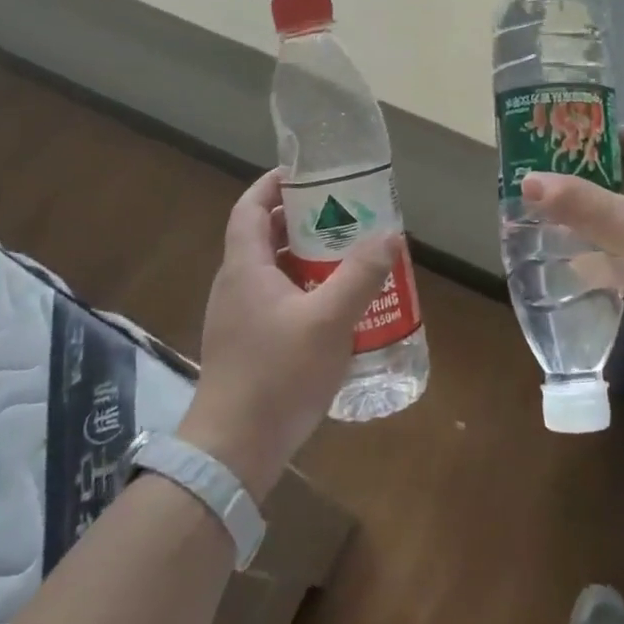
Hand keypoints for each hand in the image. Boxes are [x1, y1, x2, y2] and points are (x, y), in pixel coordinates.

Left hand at [179, 170, 399, 500]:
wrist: (233, 451)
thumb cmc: (277, 375)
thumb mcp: (329, 321)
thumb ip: (361, 275)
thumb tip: (390, 234)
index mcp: (245, 268)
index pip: (249, 208)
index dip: (273, 184)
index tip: (306, 173)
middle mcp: (236, 285)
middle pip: (263, 236)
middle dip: (301, 219)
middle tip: (342, 213)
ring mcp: (238, 317)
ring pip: (272, 270)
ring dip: (305, 256)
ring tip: (347, 254)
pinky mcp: (247, 344)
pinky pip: (276, 299)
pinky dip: (303, 288)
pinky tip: (335, 306)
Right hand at [520, 126, 623, 397]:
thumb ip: (578, 203)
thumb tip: (527, 180)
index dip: (594, 133)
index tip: (550, 138)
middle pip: (617, 178)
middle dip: (577, 177)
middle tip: (532, 177)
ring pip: (614, 218)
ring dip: (580, 216)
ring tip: (534, 213)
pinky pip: (616, 255)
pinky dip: (590, 254)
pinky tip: (557, 259)